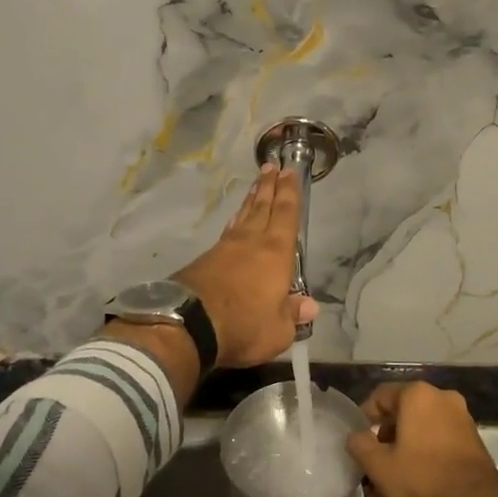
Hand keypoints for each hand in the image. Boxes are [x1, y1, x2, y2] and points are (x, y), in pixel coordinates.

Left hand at [173, 164, 318, 368]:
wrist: (187, 324)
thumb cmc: (244, 326)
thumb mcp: (278, 330)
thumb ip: (293, 315)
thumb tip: (310, 306)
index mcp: (276, 253)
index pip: (286, 215)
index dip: (290, 193)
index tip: (289, 172)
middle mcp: (251, 243)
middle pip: (263, 207)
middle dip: (269, 187)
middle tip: (271, 166)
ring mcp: (225, 249)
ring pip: (243, 217)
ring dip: (251, 201)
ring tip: (255, 188)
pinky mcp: (205, 260)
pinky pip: (227, 232)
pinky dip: (235, 222)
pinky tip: (235, 222)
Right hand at [346, 382, 497, 496]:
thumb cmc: (421, 478)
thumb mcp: (378, 465)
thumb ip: (359, 444)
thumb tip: (356, 436)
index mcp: (417, 395)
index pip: (379, 397)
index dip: (362, 420)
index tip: (357, 444)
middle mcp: (441, 400)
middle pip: (399, 424)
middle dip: (382, 457)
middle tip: (371, 483)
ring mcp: (459, 422)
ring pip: (417, 443)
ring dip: (399, 471)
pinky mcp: (471, 445)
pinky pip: (435, 451)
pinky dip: (420, 471)